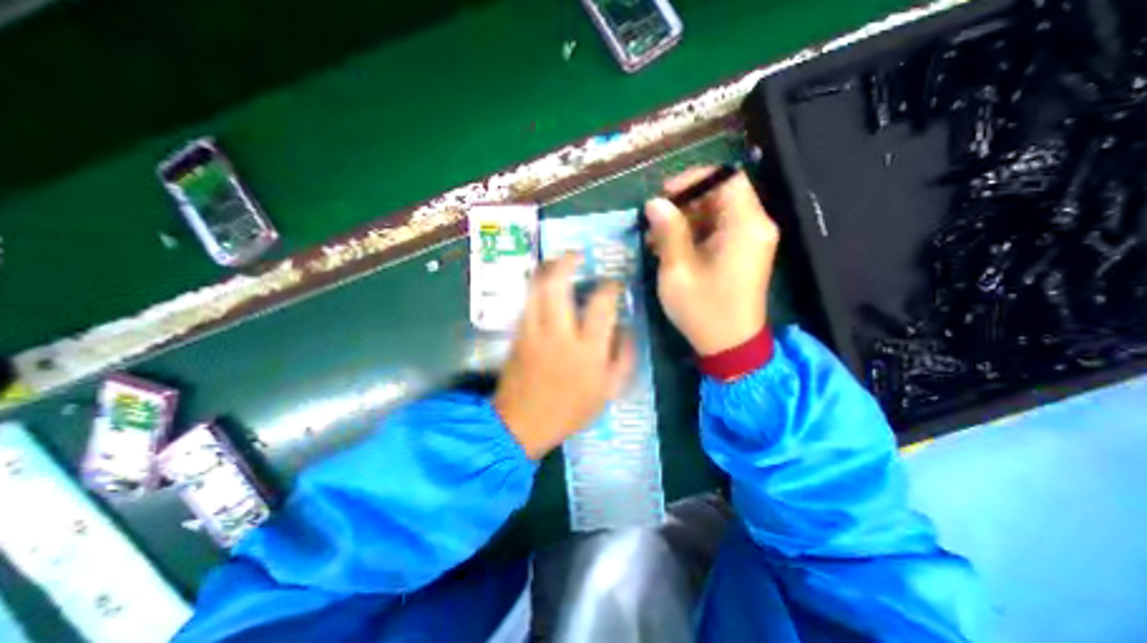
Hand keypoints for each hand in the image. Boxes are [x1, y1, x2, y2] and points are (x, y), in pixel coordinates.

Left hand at [494, 253, 636, 460]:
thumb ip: (623, 357)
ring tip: (558, 262)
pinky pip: (526, 300)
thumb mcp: (608, 391)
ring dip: (546, 269)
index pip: (601, 304)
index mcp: (587, 350)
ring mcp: (533, 331)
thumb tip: (627, 328)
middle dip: (567, 262)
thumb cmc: (569, 410)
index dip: (610, 286)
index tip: (614, 282)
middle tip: (577, 255)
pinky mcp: (517, 333)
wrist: (521, 424)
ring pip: (535, 287)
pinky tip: (543, 285)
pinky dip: (534, 286)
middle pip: (557, 284)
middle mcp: (558, 333)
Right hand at [644, 167, 778, 353]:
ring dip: (686, 220)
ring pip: (717, 212)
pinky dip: (695, 234)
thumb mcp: (678, 270)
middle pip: (721, 194)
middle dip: (685, 203)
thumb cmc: (703, 310)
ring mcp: (752, 241)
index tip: (664, 196)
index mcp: (745, 226)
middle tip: (655, 222)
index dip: (693, 179)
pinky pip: (720, 230)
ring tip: (658, 240)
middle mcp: (756, 226)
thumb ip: (668, 232)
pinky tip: (673, 250)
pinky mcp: (744, 253)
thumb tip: (655, 203)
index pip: (726, 178)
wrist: (730, 346)